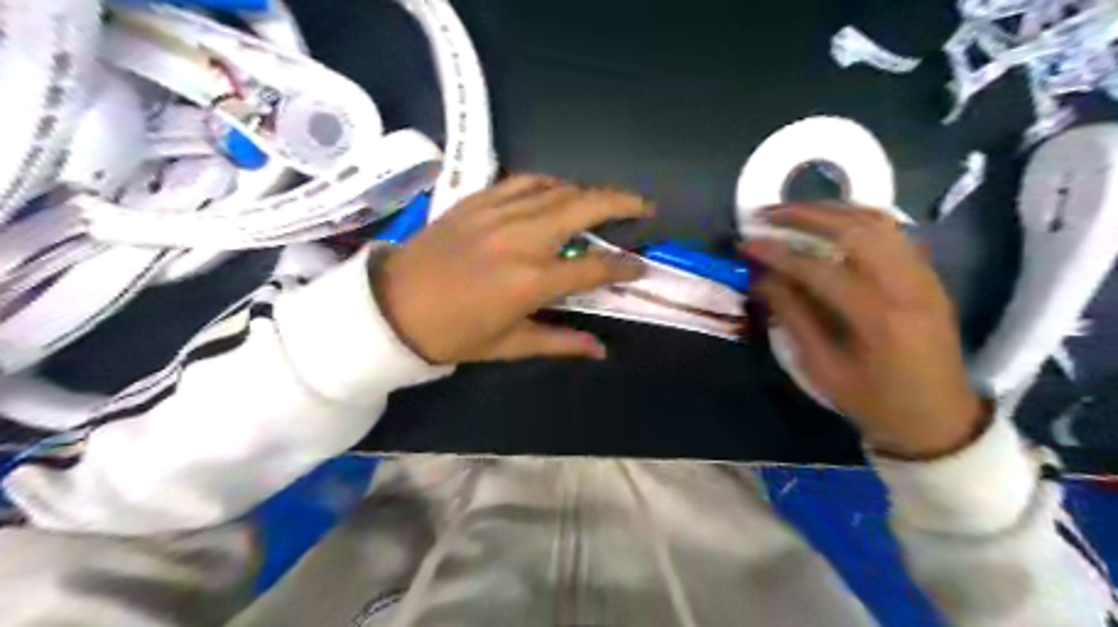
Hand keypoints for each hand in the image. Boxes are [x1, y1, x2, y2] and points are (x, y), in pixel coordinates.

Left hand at [370, 174, 651, 362]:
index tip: (639, 267)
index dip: (624, 267)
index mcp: (531, 281)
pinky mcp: (476, 201)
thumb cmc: (451, 334)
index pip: (594, 267)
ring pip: (556, 188)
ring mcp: (497, 214)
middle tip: (644, 206)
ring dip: (587, 191)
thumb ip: (560, 342)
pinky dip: (548, 183)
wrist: (390, 307)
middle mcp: (521, 239)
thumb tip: (601, 350)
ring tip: (604, 201)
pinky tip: (556, 191)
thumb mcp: (508, 345)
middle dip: (621, 202)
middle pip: (583, 206)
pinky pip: (522, 181)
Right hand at [740, 203, 984, 458]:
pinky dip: (859, 218)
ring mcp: (923, 277)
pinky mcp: (929, 276)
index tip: (747, 244)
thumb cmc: (874, 402)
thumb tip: (763, 279)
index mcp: (877, 320)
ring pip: (878, 222)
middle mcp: (906, 287)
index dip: (777, 253)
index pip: (818, 270)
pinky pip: (894, 232)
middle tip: (767, 214)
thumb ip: (794, 319)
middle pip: (854, 231)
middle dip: (804, 216)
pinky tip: (833, 221)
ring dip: (832, 209)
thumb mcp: (824, 369)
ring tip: (794, 210)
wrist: (938, 419)